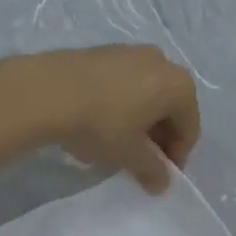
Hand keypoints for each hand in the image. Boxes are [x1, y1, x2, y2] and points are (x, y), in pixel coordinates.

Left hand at [24, 45, 200, 192]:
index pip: (189, 127)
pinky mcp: (103, 51)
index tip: (160, 174)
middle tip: (141, 160)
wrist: (46, 91)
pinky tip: (98, 122)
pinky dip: (120, 104)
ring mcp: (130, 52)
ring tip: (117, 143)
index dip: (177, 155)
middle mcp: (161, 61)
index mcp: (178, 85)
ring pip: (145, 94)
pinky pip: (123, 83)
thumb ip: (152, 170)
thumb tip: (162, 183)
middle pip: (169, 107)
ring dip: (139, 120)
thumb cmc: (101, 124)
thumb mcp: (130, 155)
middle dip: (158, 137)